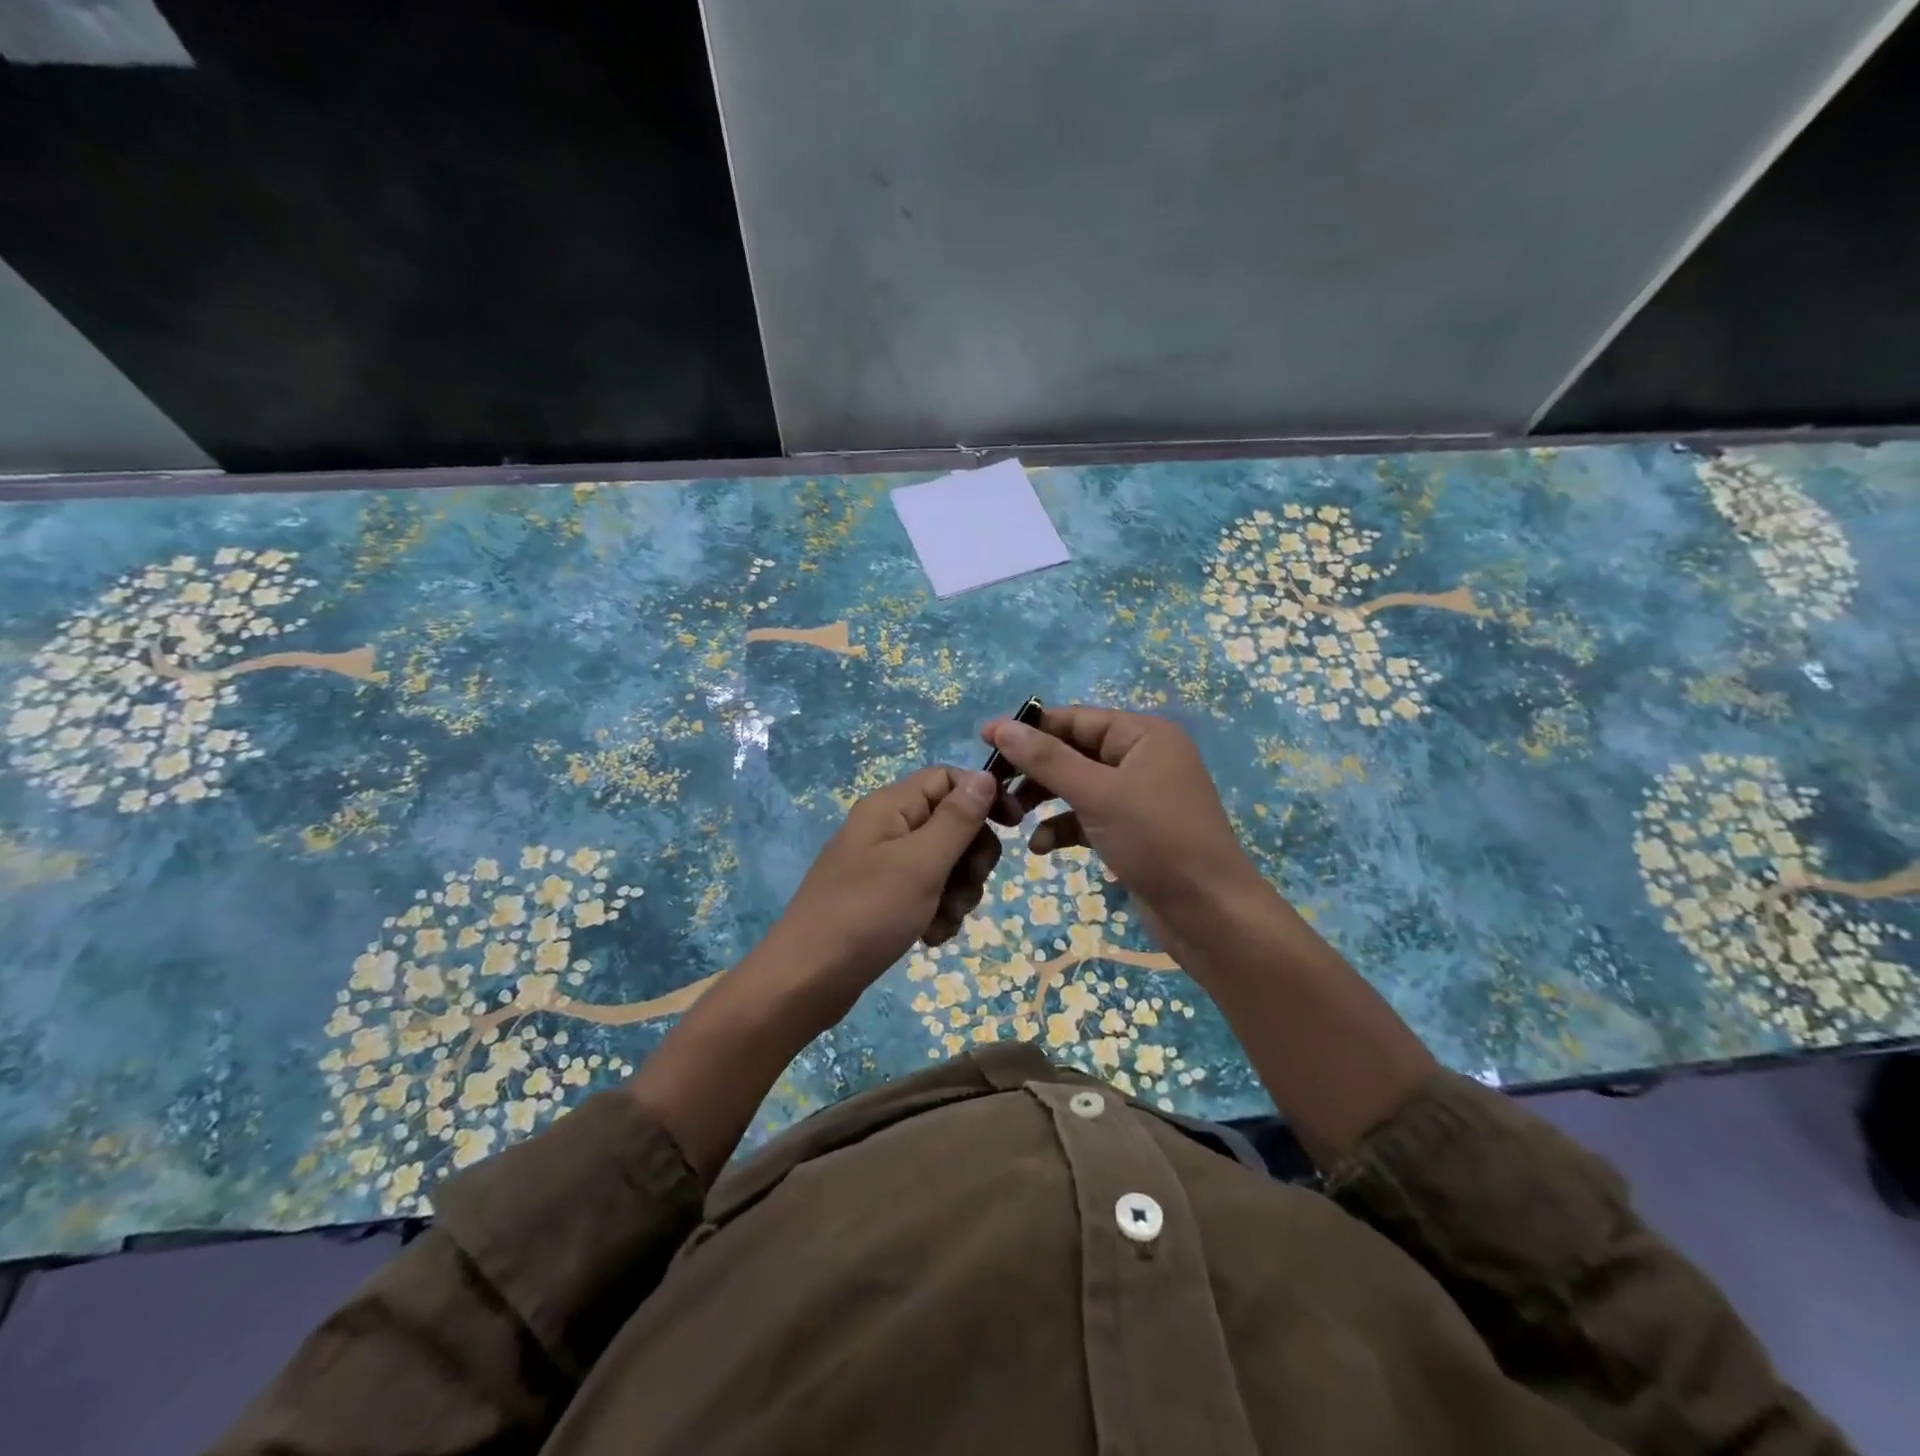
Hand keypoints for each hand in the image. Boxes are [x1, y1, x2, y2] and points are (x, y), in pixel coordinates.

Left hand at [774, 765, 1001, 998]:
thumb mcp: (921, 863)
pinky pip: (926, 894)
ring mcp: (883, 865)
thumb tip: (984, 775)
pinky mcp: (883, 899)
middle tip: (968, 887)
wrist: (807, 980)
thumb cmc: (867, 913)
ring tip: (942, 921)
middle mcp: (887, 828)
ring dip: (956, 893)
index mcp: (890, 806)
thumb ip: (957, 818)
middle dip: (971, 858)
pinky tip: (930, 938)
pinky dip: (936, 913)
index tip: (1015, 827)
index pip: (948, 779)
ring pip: (945, 864)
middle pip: (952, 823)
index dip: (983, 797)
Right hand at [980, 706, 1258, 928]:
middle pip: (1073, 752)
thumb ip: (1048, 759)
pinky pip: (1087, 817)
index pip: (1075, 719)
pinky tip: (1041, 848)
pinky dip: (1063, 828)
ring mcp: (1137, 796)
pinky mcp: (1131, 830)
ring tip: (1009, 818)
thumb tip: (1000, 727)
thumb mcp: (1098, 794)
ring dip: (1043, 801)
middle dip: (1034, 771)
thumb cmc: (1158, 841)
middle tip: (994, 788)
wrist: (1210, 914)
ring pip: (1076, 786)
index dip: (1028, 728)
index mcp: (1144, 735)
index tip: (983, 740)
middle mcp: (1142, 758)